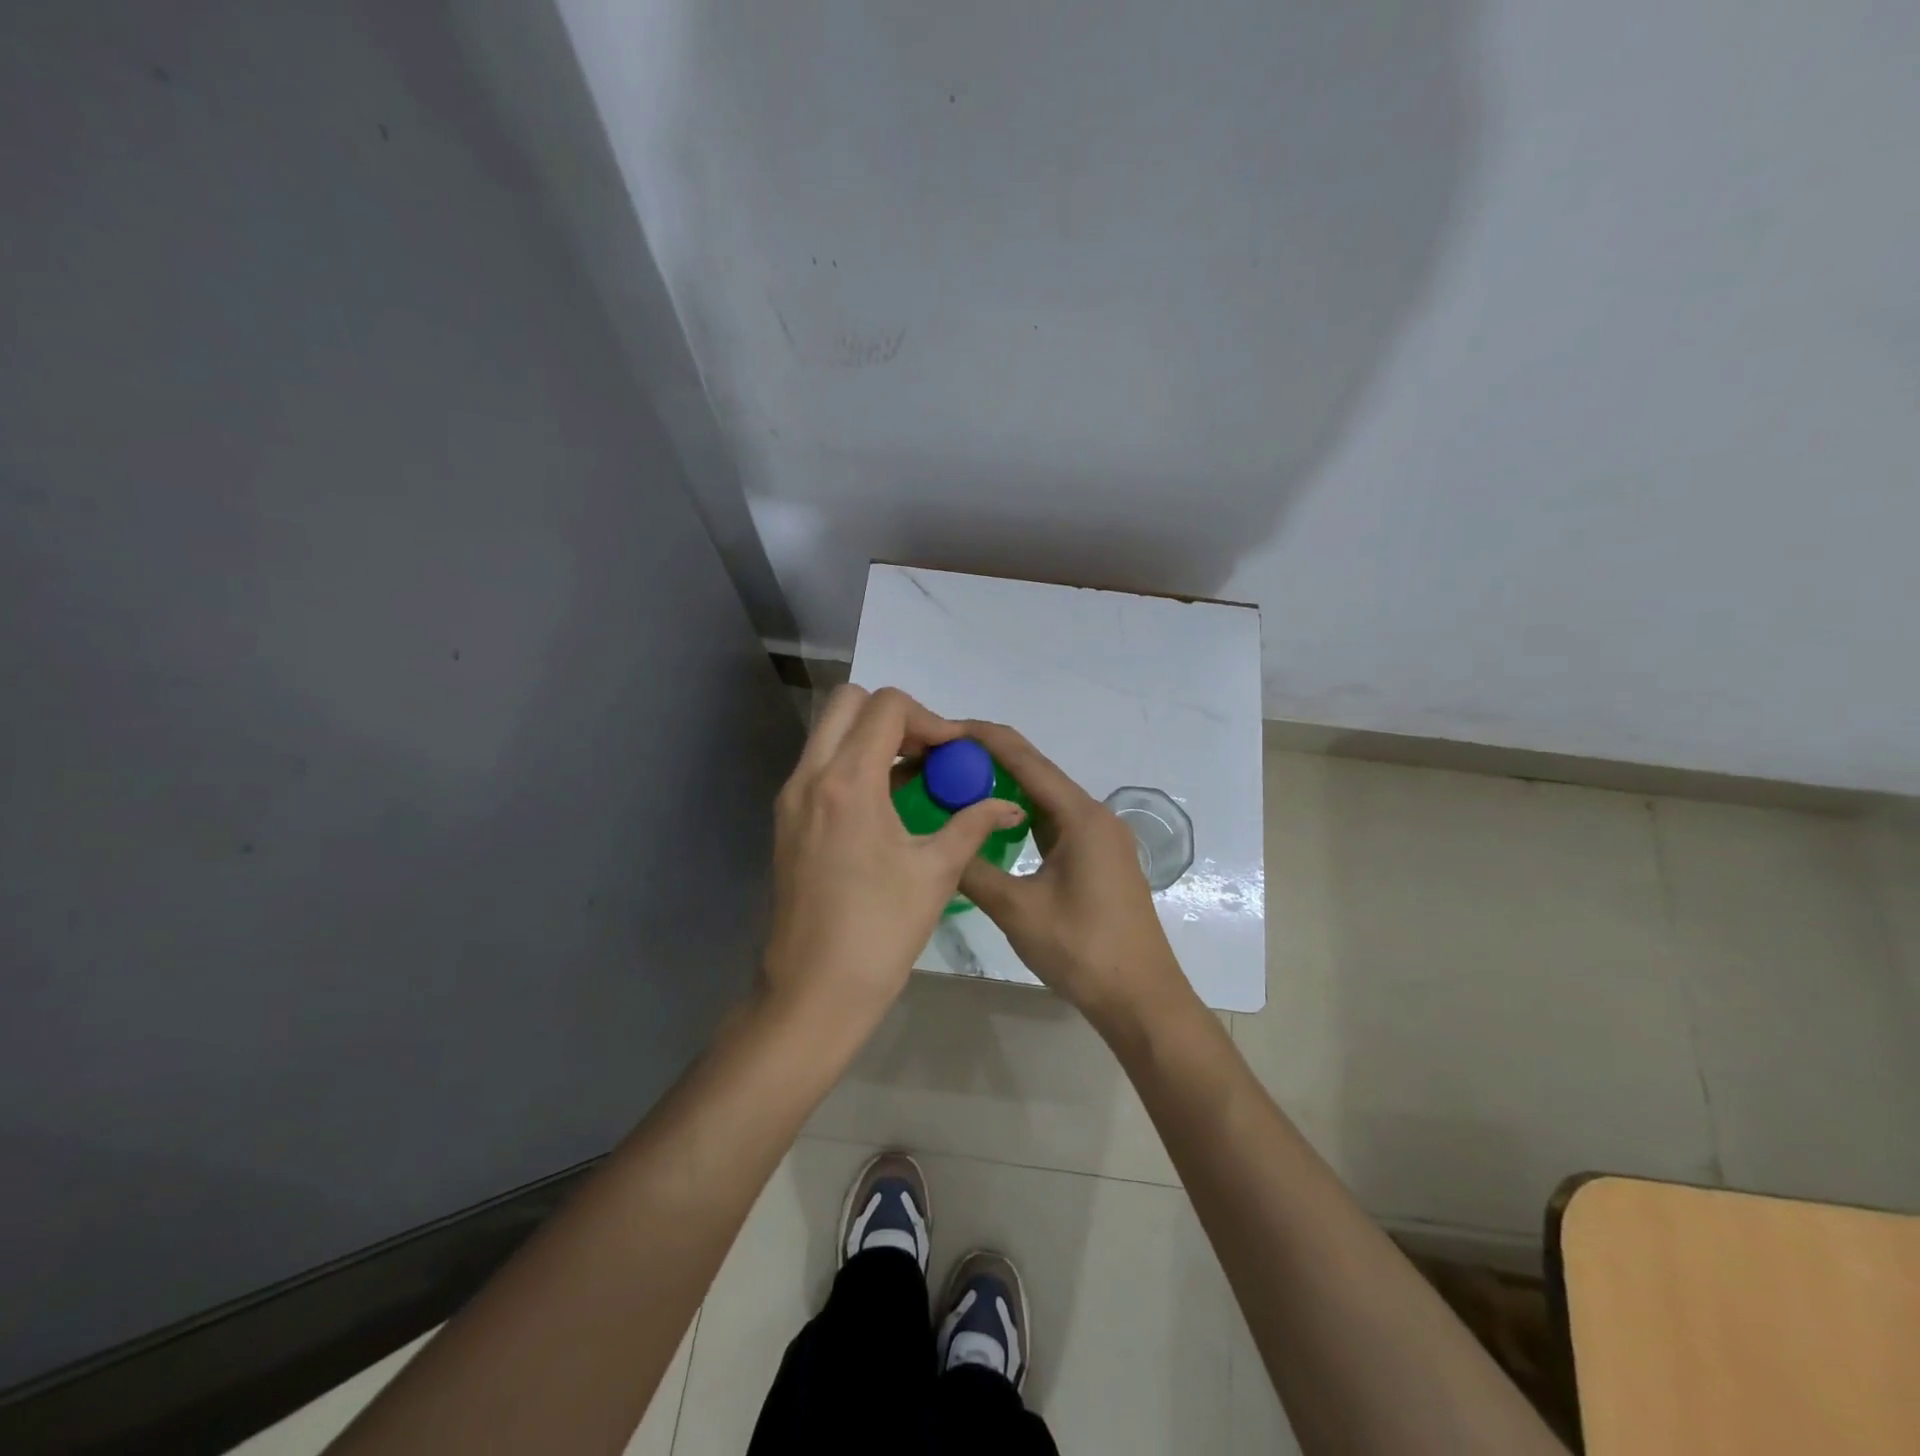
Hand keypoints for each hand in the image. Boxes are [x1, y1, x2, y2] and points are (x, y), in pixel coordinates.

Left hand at [763, 687, 1026, 1031]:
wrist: (814, 990)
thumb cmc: (881, 931)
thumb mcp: (936, 872)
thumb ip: (973, 824)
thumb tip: (1009, 805)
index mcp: (848, 782)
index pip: (886, 706)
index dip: (929, 718)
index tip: (953, 754)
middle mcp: (810, 776)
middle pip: (848, 703)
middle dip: (894, 716)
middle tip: (928, 755)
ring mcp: (791, 798)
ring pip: (829, 733)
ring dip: (871, 739)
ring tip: (911, 778)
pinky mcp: (786, 820)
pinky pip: (820, 766)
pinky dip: (852, 764)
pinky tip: (885, 805)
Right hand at [956, 722, 1190, 1033]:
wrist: (1141, 998)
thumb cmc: (1082, 950)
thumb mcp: (1017, 910)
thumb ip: (973, 870)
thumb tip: (939, 843)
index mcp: (1080, 816)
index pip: (1024, 758)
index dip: (981, 738)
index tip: (942, 729)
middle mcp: (1094, 815)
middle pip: (1036, 772)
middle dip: (988, 761)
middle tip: (939, 762)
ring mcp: (1100, 837)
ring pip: (1045, 798)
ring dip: (1004, 789)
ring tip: (956, 787)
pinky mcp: (1099, 858)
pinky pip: (1054, 822)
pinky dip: (1022, 817)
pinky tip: (993, 825)